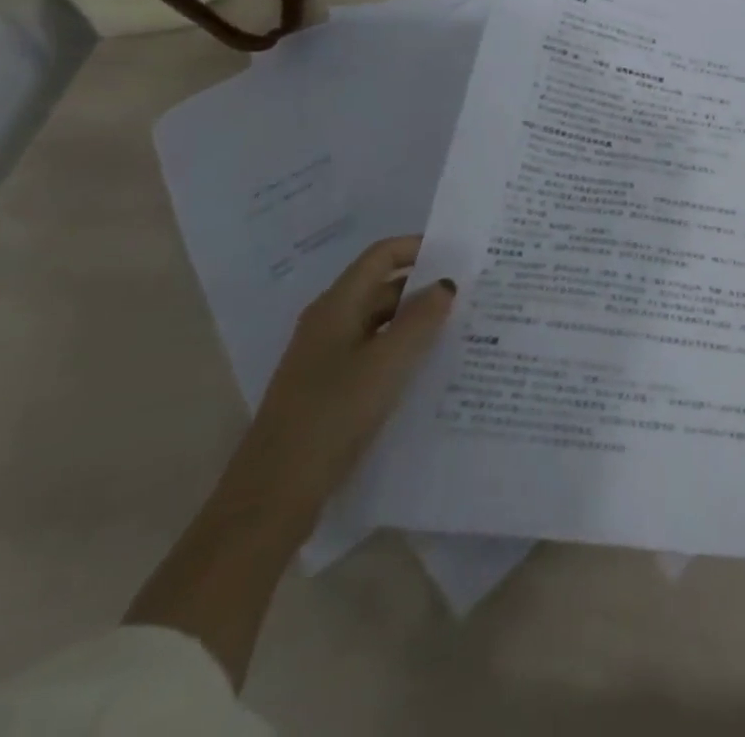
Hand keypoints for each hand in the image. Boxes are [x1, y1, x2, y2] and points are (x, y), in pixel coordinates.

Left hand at [216, 235, 455, 539]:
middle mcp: (329, 323)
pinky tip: (430, 368)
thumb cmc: (332, 416)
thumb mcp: (388, 362)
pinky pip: (374, 354)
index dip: (419, 247)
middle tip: (472, 294)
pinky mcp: (329, 390)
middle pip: (382, 288)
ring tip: (461, 329)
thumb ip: (421, 318)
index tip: (460, 255)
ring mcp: (326, 358)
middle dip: (425, 288)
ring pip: (380, 324)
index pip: (381, 256)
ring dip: (417, 322)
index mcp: (336, 306)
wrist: (272, 497)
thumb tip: (446, 284)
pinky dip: (402, 351)